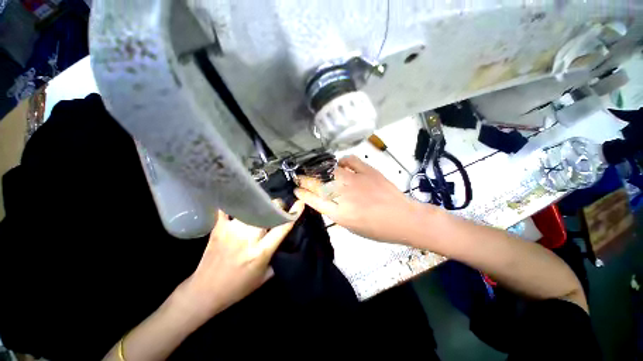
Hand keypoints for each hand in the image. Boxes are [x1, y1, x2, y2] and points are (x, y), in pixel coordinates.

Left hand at [175, 201, 304, 320]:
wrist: (204, 292)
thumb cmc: (238, 287)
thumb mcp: (264, 277)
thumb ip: (276, 257)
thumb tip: (284, 241)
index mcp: (261, 252)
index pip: (282, 228)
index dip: (293, 214)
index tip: (299, 204)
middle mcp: (248, 238)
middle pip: (268, 212)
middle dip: (277, 206)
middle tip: (278, 207)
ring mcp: (232, 231)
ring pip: (251, 208)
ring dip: (260, 205)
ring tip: (262, 205)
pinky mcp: (219, 229)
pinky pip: (227, 210)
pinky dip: (234, 203)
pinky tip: (238, 198)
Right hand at [294, 155, 435, 244]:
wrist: (403, 218)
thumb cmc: (377, 229)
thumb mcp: (351, 227)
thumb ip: (336, 212)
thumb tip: (327, 200)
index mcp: (339, 213)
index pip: (314, 200)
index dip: (302, 194)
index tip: (296, 190)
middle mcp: (344, 195)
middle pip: (318, 184)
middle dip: (305, 179)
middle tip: (300, 177)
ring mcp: (356, 181)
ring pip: (331, 170)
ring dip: (320, 170)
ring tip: (316, 169)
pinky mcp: (368, 171)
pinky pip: (350, 160)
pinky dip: (343, 161)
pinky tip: (341, 164)